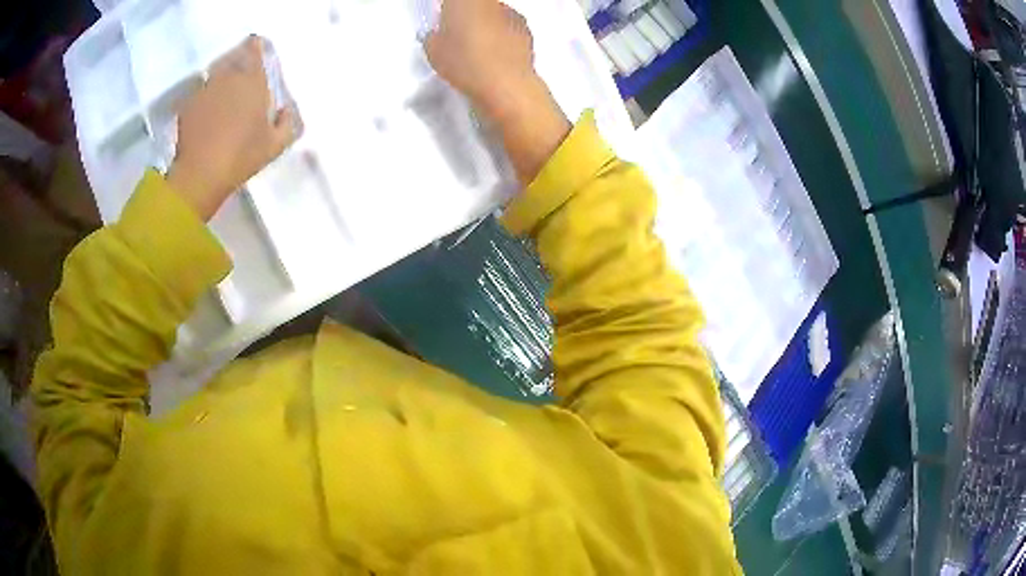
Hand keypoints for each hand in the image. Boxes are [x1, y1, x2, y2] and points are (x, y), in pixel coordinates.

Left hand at [166, 36, 298, 220]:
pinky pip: (200, 94)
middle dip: (238, 66)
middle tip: (241, 83)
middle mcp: (228, 78)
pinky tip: (206, 116)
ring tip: (222, 99)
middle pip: (233, 60)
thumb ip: (286, 123)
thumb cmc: (241, 157)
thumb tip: (284, 110)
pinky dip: (204, 100)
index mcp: (252, 81)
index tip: (257, 52)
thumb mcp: (275, 145)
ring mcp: (205, 90)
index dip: (256, 47)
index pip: (255, 49)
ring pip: (215, 76)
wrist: (200, 175)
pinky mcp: (188, 105)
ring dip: (220, 83)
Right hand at [424, 0, 536, 115]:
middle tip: (453, 33)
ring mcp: (510, 13)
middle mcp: (490, 2)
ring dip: (483, 24)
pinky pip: (507, 27)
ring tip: (472, 47)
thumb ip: (433, 38)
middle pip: (474, 3)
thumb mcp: (433, 51)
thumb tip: (436, 38)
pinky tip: (490, 54)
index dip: (446, 10)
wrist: (505, 84)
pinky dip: (500, 36)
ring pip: (492, 13)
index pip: (451, 1)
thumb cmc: (467, 61)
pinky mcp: (526, 30)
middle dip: (464, 14)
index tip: (441, 19)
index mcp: (464, 0)